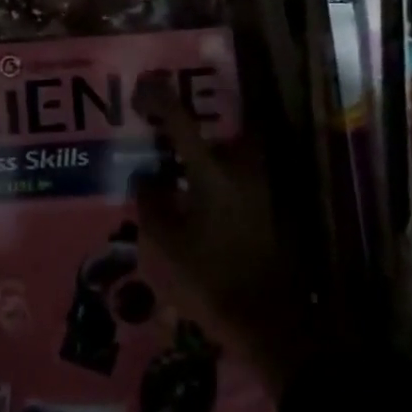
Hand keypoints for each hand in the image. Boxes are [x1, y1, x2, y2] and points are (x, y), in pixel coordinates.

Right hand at [131, 74, 315, 395]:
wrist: (270, 322)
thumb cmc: (210, 279)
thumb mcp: (164, 245)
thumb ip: (151, 203)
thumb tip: (147, 177)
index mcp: (211, 172)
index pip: (180, 120)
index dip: (159, 98)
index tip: (141, 88)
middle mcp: (241, 170)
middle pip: (215, 132)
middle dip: (193, 130)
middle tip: (166, 140)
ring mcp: (260, 190)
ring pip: (230, 156)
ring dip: (207, 156)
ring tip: (179, 174)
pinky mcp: (269, 211)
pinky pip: (239, 179)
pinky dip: (218, 179)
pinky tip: (200, 202)